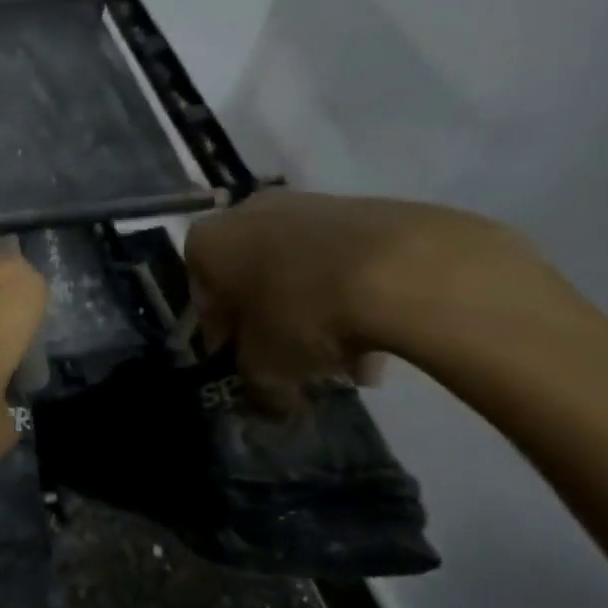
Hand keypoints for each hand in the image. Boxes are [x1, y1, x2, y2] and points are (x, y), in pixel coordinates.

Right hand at [183, 190, 545, 412]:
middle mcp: (247, 213)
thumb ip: (256, 387)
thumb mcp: (267, 368)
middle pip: (253, 279)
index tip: (245, 364)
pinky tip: (379, 340)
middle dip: (272, 322)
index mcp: (207, 243)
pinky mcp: (362, 207)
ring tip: (349, 363)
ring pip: (300, 270)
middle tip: (295, 361)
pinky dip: (352, 294)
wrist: (403, 268)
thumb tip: (268, 404)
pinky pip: (343, 260)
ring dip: (316, 313)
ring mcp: (307, 203)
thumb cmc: (302, 312)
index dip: (224, 337)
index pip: (203, 297)